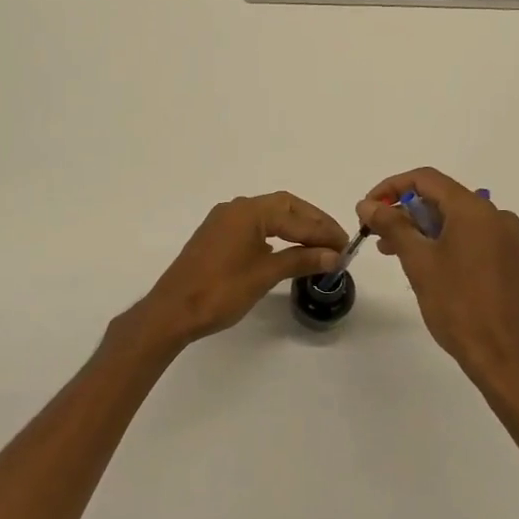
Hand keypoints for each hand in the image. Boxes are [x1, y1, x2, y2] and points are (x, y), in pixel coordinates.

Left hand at [123, 192, 347, 353]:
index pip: (296, 216)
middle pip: (284, 207)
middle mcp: (236, 208)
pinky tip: (289, 249)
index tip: (346, 246)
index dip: (323, 231)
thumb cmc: (220, 291)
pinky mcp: (217, 236)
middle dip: (312, 223)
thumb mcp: (265, 275)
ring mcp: (224, 221)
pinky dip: (277, 233)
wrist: (172, 311)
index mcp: (248, 211)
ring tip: (319, 247)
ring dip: (295, 227)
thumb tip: (333, 255)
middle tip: (336, 243)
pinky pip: (255, 226)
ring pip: (269, 215)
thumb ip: (301, 260)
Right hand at [359, 168, 518, 398]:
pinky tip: (429, 267)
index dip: (392, 187)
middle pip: (443, 199)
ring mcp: (509, 241)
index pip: (426, 179)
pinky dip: (447, 244)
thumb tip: (368, 204)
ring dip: (424, 230)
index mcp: (475, 210)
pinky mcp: (513, 263)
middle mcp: (497, 217)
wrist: (505, 357)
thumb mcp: (418, 262)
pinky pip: (474, 239)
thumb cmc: (458, 305)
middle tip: (377, 234)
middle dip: (406, 212)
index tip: (369, 208)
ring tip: (395, 253)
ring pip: (458, 221)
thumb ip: (392, 225)